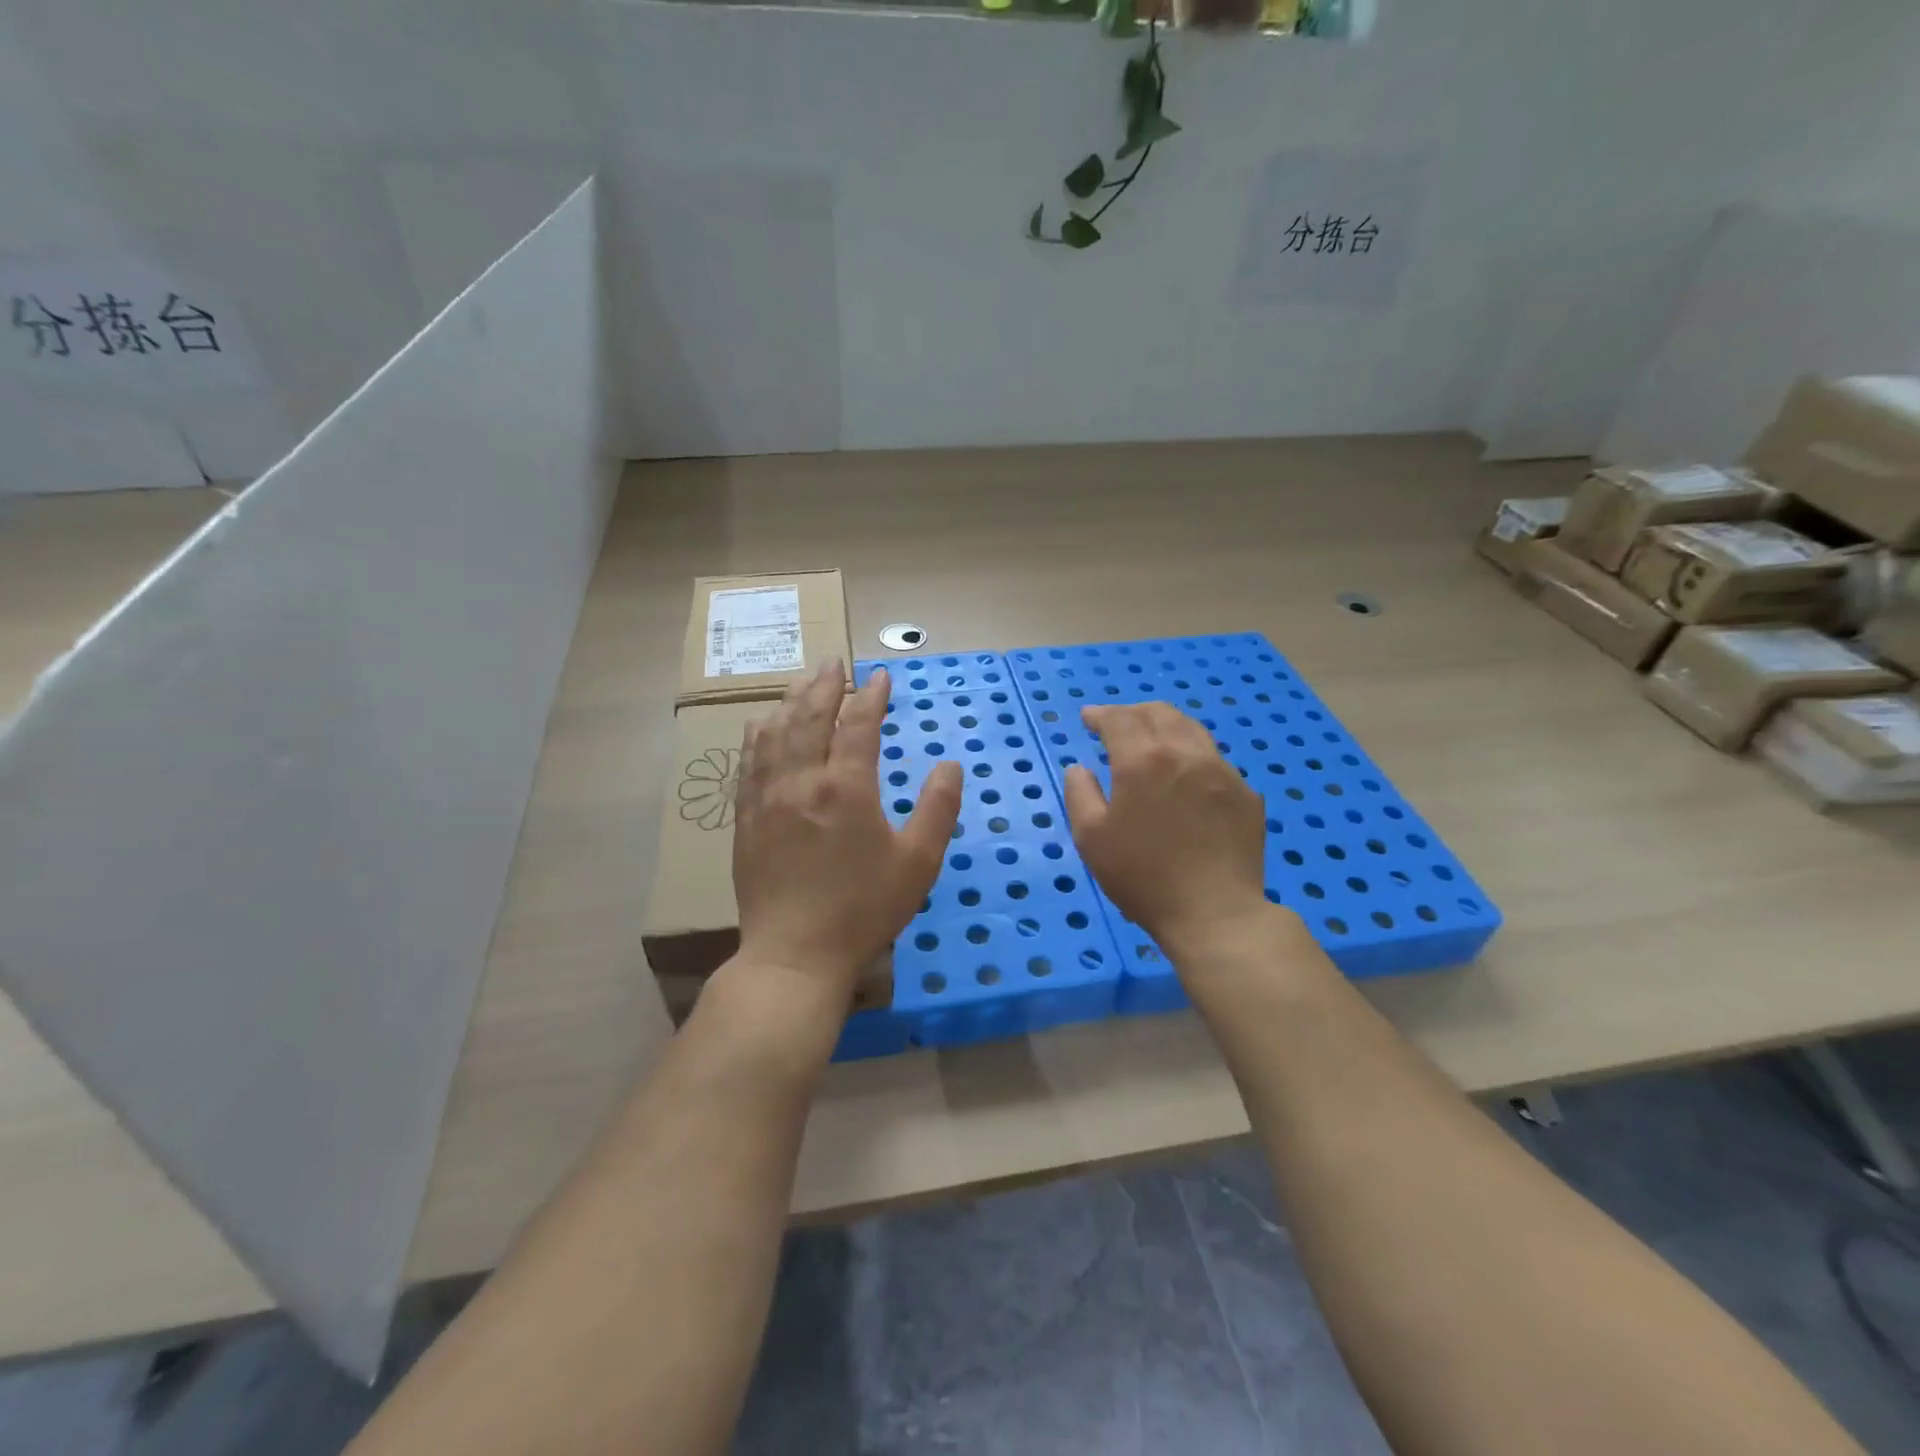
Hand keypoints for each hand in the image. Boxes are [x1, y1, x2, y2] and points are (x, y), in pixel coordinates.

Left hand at [733, 661, 962, 996]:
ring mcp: (767, 798)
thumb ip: (938, 808)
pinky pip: (749, 763)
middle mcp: (802, 781)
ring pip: (775, 734)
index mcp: (846, 787)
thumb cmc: (863, 909)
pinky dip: (758, 735)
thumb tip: (950, 764)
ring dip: (790, 702)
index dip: (871, 696)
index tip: (881, 677)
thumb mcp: (918, 862)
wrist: (795, 955)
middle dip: (825, 685)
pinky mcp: (746, 819)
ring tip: (801, 682)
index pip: (859, 724)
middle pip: (810, 717)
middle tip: (834, 662)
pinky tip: (761, 725)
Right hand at [1063, 702, 1273, 961]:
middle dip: (1132, 712)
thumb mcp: (1091, 838)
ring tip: (1152, 741)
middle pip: (1159, 713)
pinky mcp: (1246, 794)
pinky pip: (1214, 760)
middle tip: (1116, 725)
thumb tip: (1080, 768)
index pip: (1119, 719)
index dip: (1100, 714)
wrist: (1215, 913)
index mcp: (1143, 760)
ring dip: (1165, 726)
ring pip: (1192, 730)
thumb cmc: (1143, 877)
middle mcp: (1185, 753)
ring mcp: (1222, 771)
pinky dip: (1191, 755)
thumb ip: (1080, 794)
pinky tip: (1185, 778)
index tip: (1088, 719)